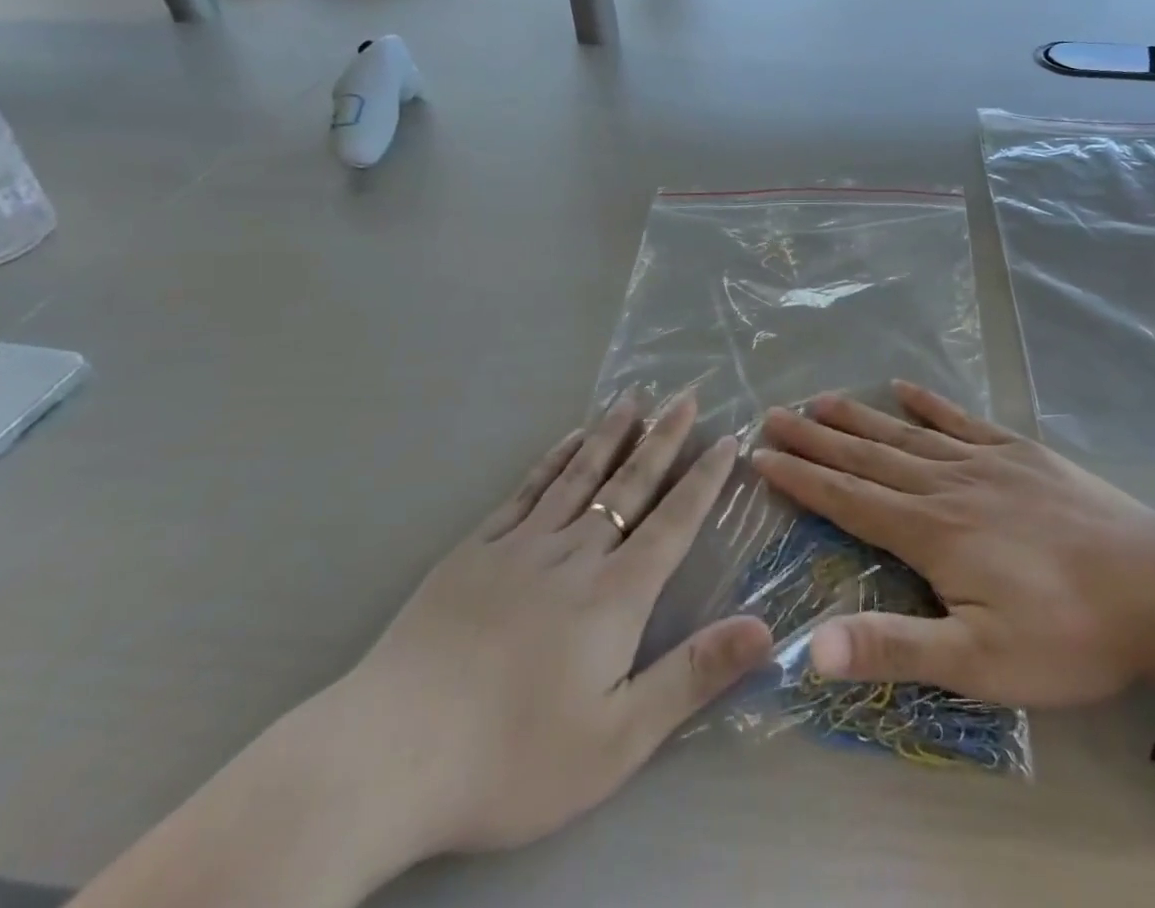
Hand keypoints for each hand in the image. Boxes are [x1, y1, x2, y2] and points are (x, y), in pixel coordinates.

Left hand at [328, 394, 771, 863]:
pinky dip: (554, 457)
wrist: (389, 754)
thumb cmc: (513, 758)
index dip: (704, 480)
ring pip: (579, 474)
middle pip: (630, 484)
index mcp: (615, 595)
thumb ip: (693, 676)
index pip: (674, 523)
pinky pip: (526, 489)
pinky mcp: (475, 550)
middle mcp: (575, 554)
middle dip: (664, 438)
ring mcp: (521, 545)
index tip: (728, 438)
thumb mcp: (618, 738)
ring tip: (635, 397)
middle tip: (687, 396)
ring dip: (612, 433)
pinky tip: (568, 438)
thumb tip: (765, 627)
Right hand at [750, 381, 1154, 706]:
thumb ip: (894, 648)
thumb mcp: (979, 662)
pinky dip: (928, 402)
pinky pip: (960, 419)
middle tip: (774, 414)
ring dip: (858, 416)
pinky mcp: (1018, 450)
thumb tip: (809, 648)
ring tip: (819, 399)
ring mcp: (983, 460)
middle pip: (866, 456)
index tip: (761, 456)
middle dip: (816, 438)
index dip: (801, 478)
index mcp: (929, 531)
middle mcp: (945, 484)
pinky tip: (902, 386)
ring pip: (904, 433)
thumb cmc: (1066, 634)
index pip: (847, 498)